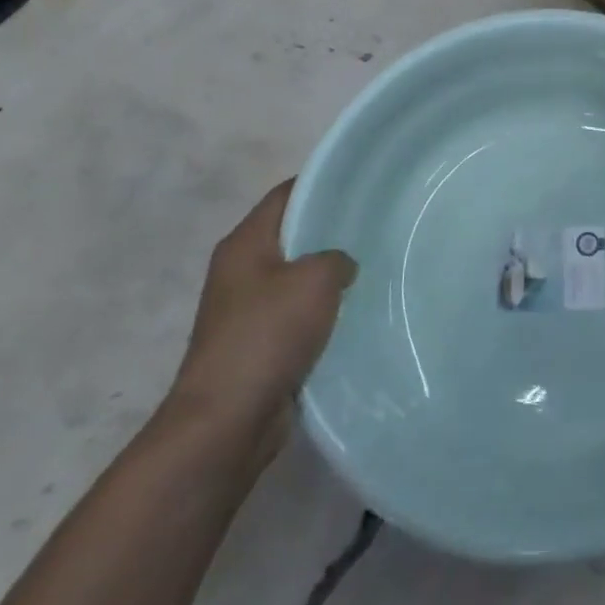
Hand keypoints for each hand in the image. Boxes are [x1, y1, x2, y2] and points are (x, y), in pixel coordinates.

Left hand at [166, 180, 355, 459]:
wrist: (226, 421)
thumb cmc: (267, 336)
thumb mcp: (315, 281)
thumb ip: (337, 258)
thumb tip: (342, 264)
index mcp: (245, 243)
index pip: (286, 194)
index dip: (324, 183)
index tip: (364, 184)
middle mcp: (242, 270)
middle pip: (293, 234)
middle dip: (333, 230)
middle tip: (378, 225)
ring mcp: (248, 308)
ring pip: (299, 276)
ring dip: (330, 274)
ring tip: (376, 266)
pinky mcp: (259, 342)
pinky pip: (299, 313)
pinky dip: (324, 310)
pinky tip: (357, 311)